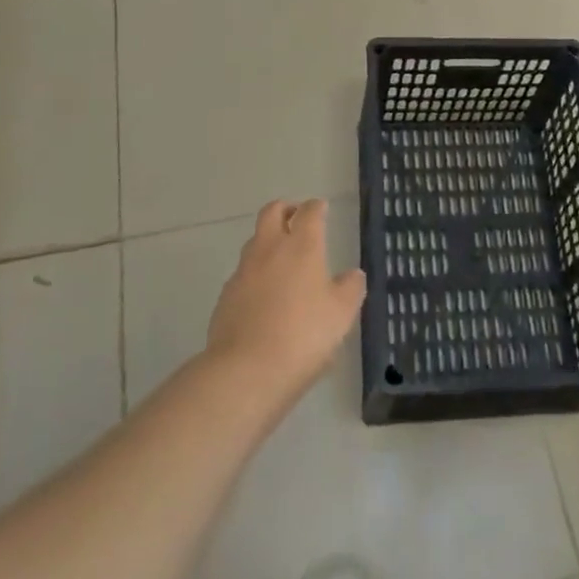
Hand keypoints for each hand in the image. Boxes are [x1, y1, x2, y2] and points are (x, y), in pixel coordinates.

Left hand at [206, 200, 365, 405]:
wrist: (246, 371)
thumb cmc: (303, 336)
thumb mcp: (341, 314)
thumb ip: (350, 289)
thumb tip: (353, 275)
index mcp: (302, 246)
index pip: (309, 212)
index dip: (316, 207)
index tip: (321, 208)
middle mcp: (270, 249)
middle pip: (272, 212)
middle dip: (285, 209)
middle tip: (296, 217)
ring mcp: (243, 271)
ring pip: (254, 241)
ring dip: (268, 240)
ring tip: (282, 259)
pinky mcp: (225, 296)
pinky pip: (243, 273)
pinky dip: (255, 273)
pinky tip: (264, 295)